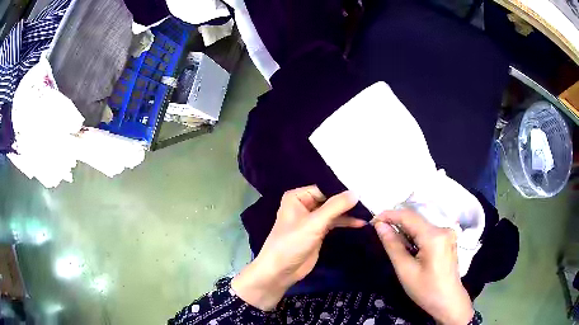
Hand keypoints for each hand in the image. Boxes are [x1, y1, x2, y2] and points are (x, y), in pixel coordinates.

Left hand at [232, 185, 362, 310]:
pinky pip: (334, 223)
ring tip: (368, 211)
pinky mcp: (318, 232)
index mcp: (297, 197)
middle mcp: (304, 205)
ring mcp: (312, 219)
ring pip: (334, 211)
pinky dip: (346, 223)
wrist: (281, 271)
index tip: (363, 188)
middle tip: (370, 199)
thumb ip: (335, 207)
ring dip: (349, 213)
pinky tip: (360, 223)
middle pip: (330, 199)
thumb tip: (356, 192)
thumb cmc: (292, 243)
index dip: (342, 189)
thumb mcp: (314, 223)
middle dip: (347, 201)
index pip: (324, 188)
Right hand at [373, 210, 473, 324]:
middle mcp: (443, 228)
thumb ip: (393, 245)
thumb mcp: (405, 270)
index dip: (389, 215)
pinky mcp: (447, 239)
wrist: (448, 301)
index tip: (372, 221)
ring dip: (405, 231)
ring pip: (421, 225)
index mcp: (434, 236)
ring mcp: (448, 233)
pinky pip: (427, 231)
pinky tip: (409, 249)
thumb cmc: (426, 290)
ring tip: (393, 244)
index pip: (408, 216)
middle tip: (379, 234)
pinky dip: (415, 236)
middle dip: (396, 223)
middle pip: (415, 219)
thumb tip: (380, 225)